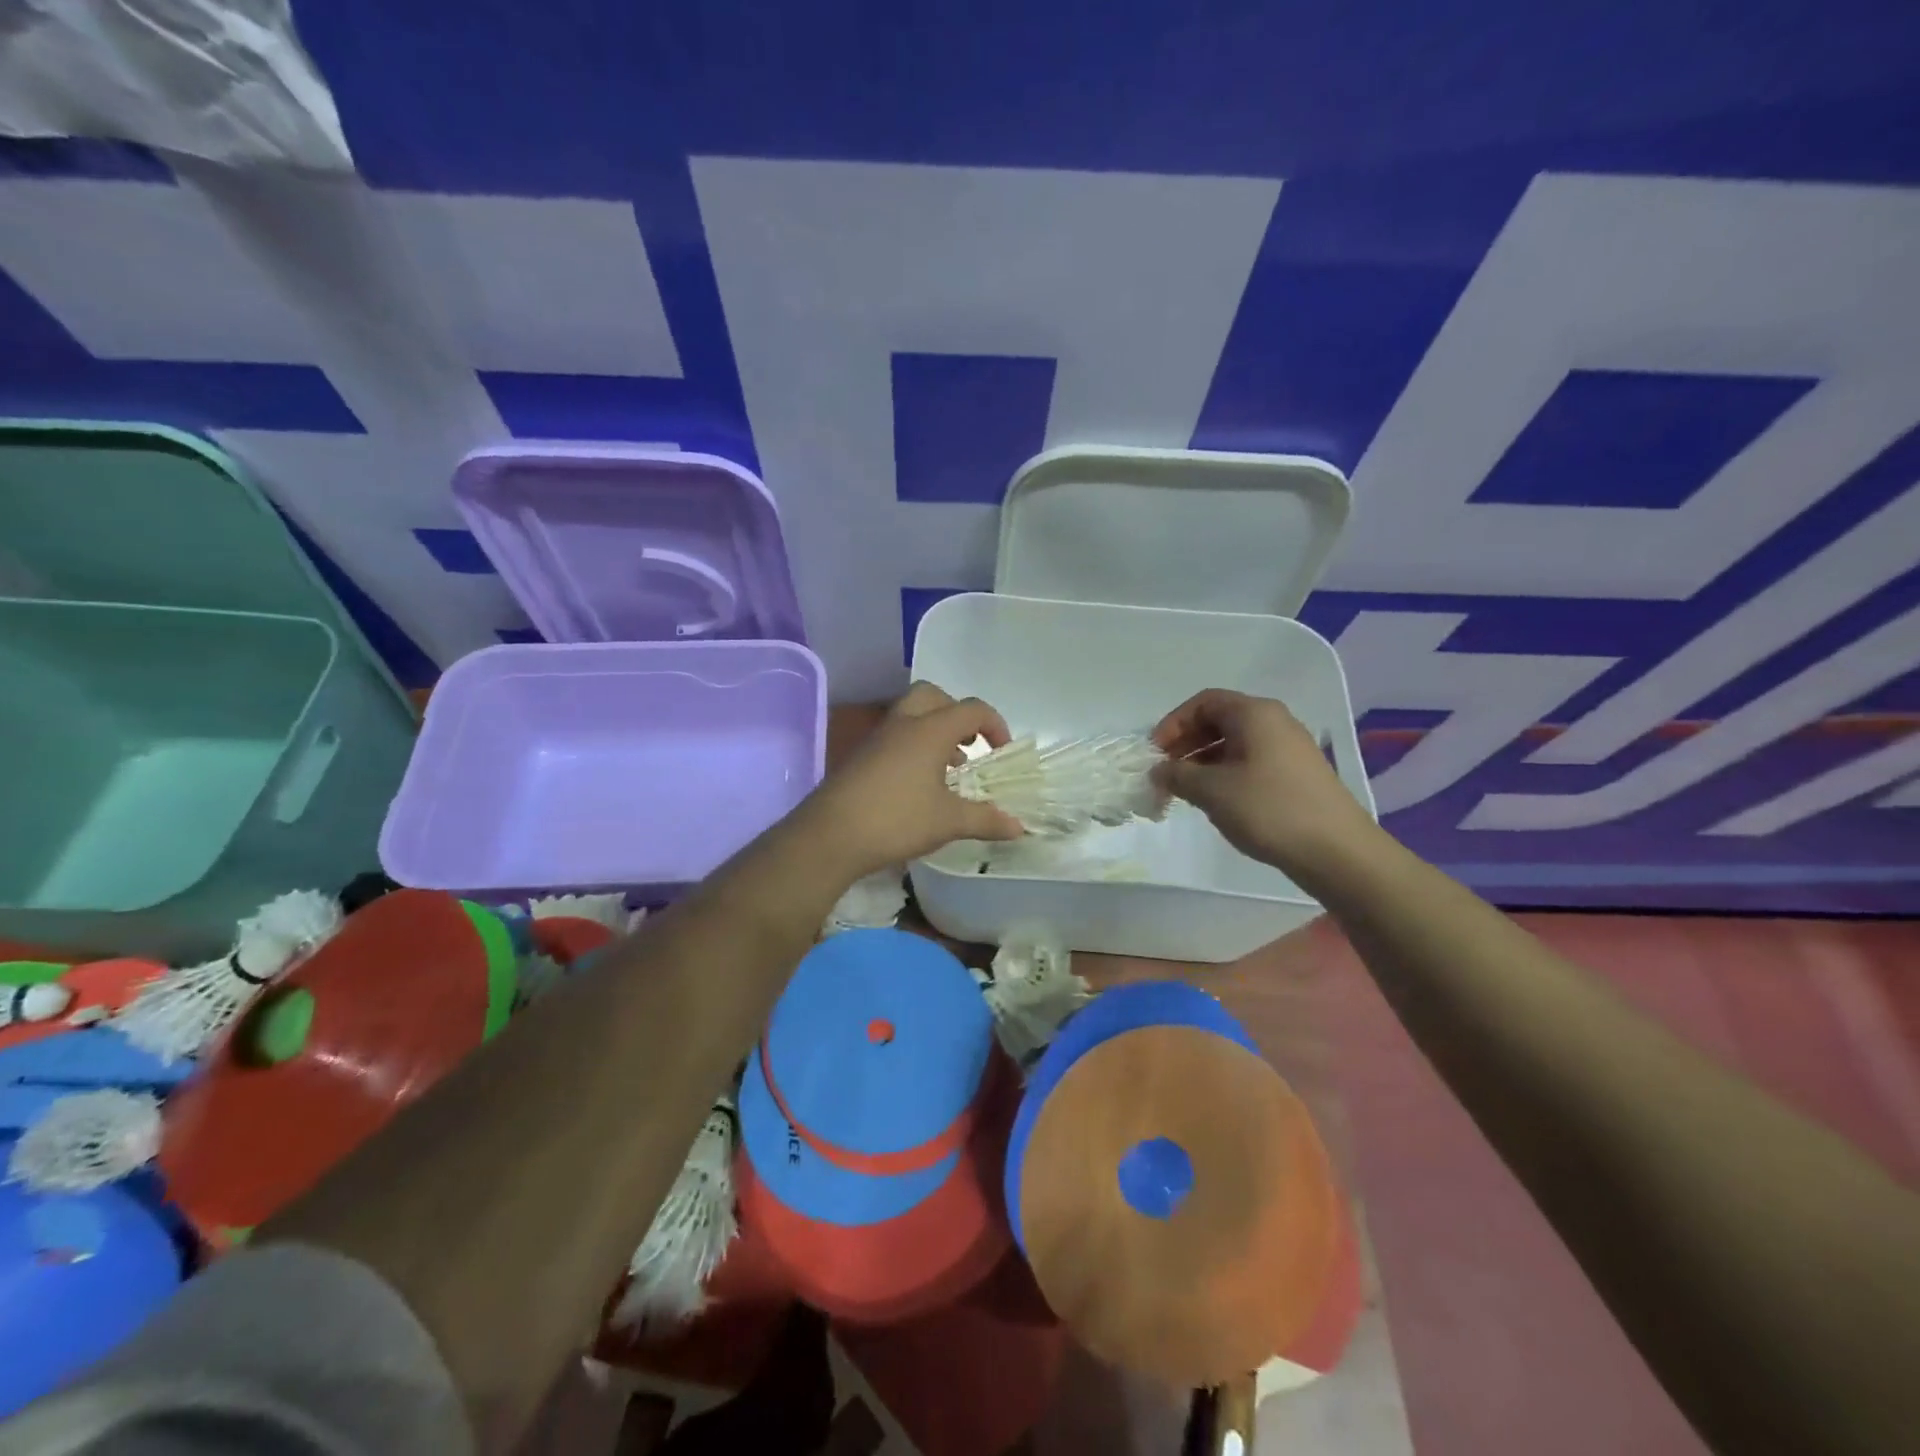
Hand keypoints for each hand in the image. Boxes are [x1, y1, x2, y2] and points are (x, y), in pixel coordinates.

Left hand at [801, 683, 1024, 877]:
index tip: (1001, 752)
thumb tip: (1019, 827)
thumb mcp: (948, 822)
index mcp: (929, 730)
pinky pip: (894, 736)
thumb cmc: (896, 820)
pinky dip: (913, 746)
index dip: (994, 724)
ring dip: (934, 730)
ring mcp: (877, 739)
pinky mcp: (860, 756)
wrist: (830, 835)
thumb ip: (986, 820)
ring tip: (948, 767)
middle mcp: (903, 724)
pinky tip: (919, 784)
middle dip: (956, 713)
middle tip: (969, 743)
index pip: (971, 709)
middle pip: (933, 696)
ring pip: (910, 715)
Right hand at [1151, 689, 1375, 873]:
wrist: (1337, 851)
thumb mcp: (1212, 791)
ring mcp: (1289, 747)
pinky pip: (1251, 761)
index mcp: (1254, 714)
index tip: (1155, 753)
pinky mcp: (1296, 773)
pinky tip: (1216, 800)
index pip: (1203, 702)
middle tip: (1165, 772)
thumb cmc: (1269, 809)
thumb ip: (1177, 775)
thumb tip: (1158, 770)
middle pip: (1219, 720)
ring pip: (1234, 743)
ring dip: (1203, 761)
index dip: (1173, 723)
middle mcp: (1274, 721)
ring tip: (1185, 790)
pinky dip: (1225, 773)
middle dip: (1186, 743)